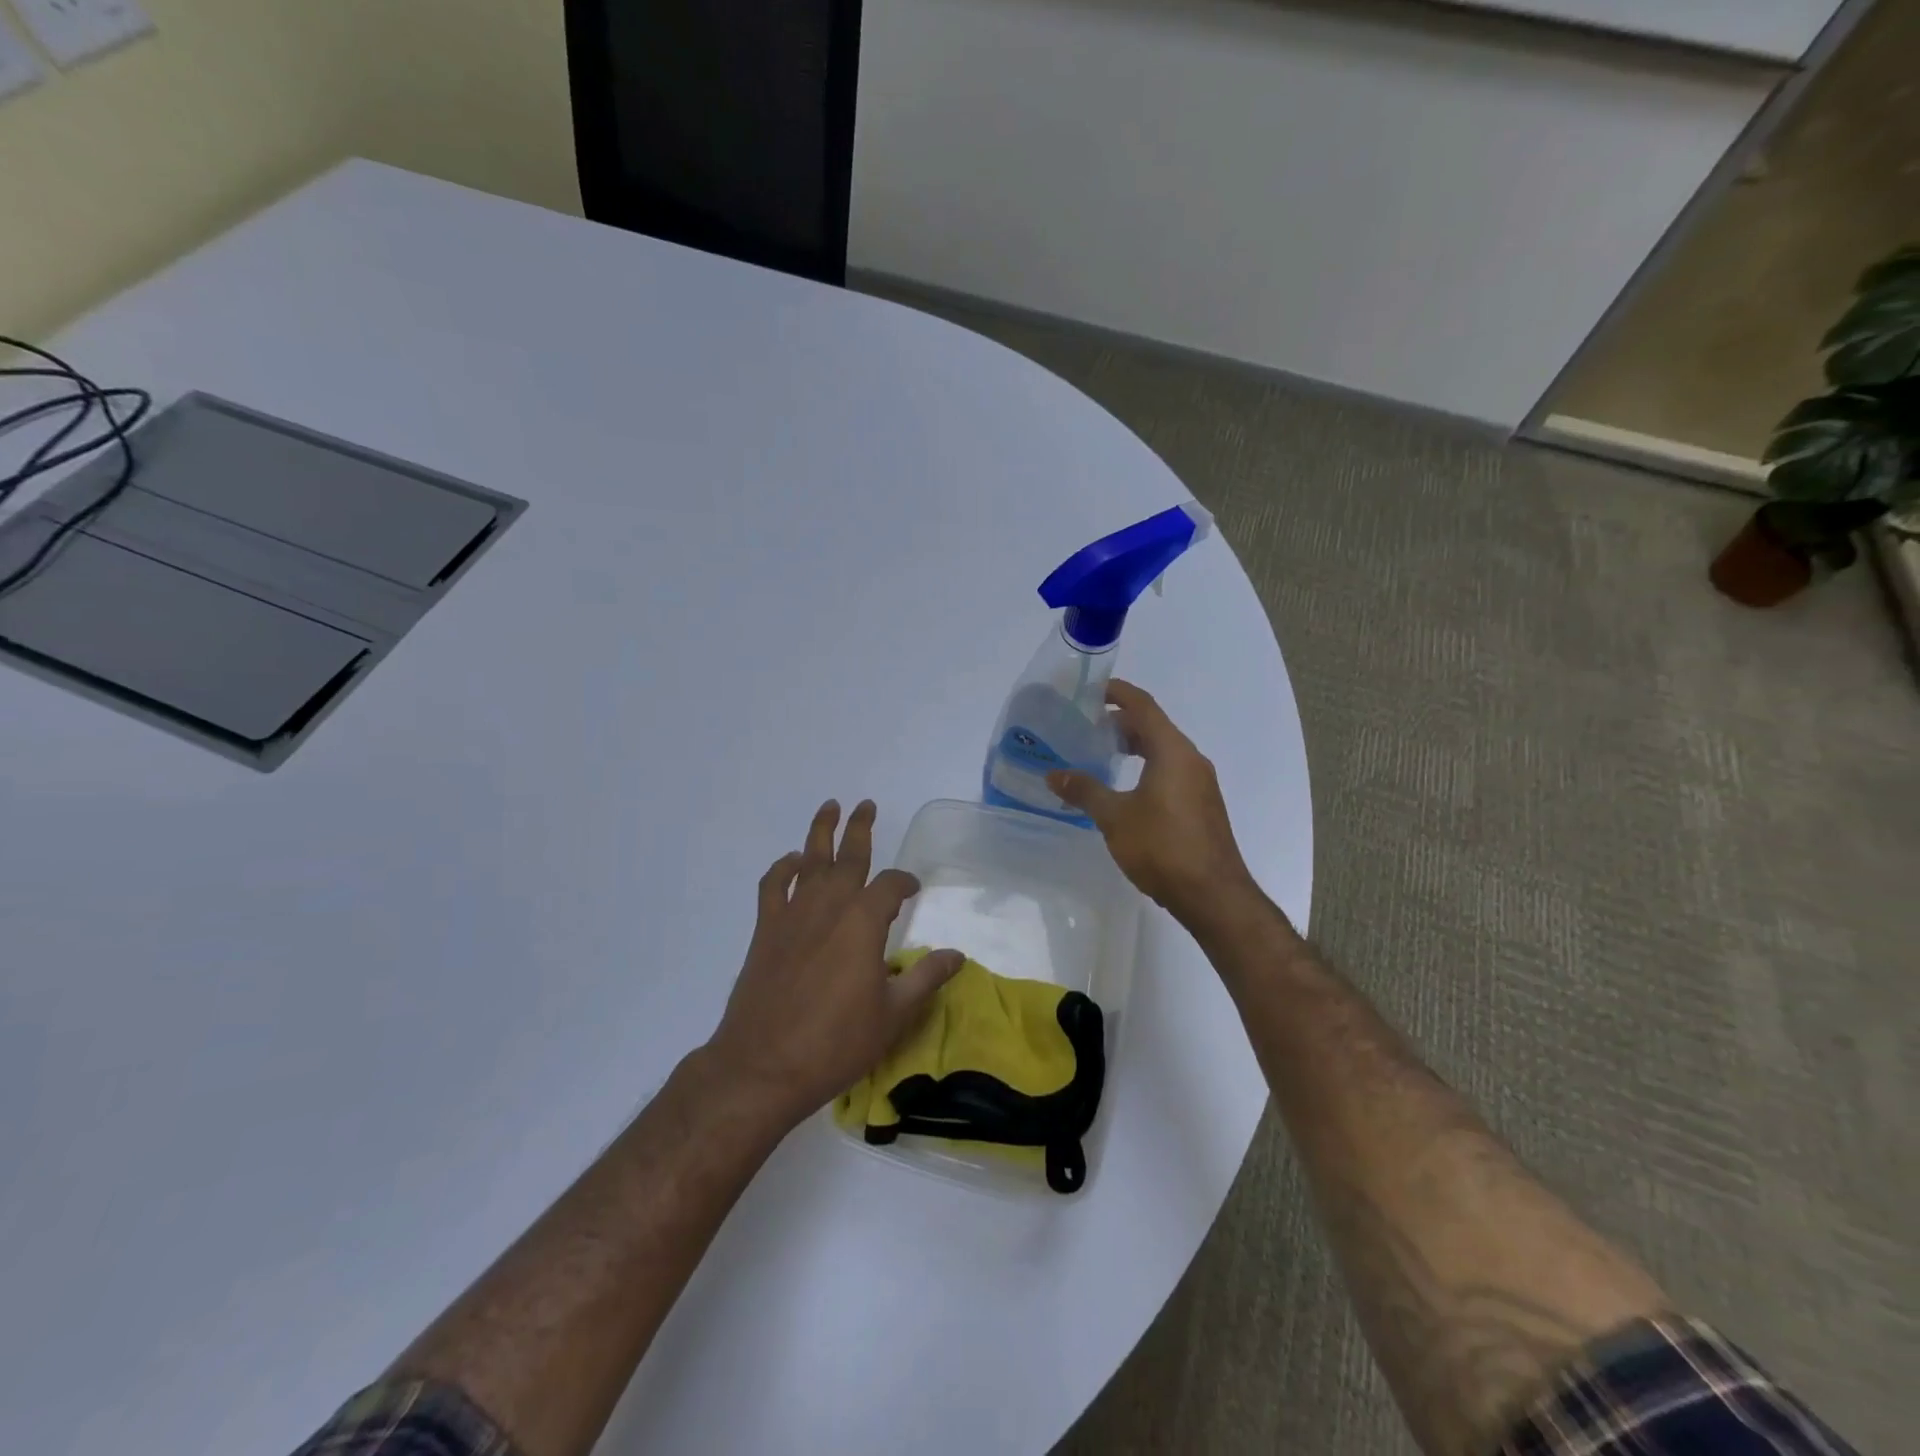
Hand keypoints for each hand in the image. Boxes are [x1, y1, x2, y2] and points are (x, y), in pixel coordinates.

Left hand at [704, 799, 963, 1130]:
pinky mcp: (765, 930)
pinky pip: (773, 886)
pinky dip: (782, 868)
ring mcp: (793, 915)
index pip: (891, 886)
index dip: (905, 883)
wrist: (764, 1065)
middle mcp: (829, 906)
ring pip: (809, 860)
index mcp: (864, 922)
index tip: (913, 889)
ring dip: (820, 832)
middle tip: (866, 805)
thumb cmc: (836, 1042)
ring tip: (830, 807)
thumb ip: (926, 978)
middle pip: (848, 855)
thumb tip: (958, 955)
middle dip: (860, 828)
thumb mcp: (894, 1014)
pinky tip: (792, 862)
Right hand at [1048, 680, 1257, 927]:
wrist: (1213, 895)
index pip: (1143, 706)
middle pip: (1154, 727)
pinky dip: (1146, 767)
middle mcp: (1191, 760)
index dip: (1117, 693)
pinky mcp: (1201, 805)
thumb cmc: (1163, 847)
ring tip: (1100, 756)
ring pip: (1163, 751)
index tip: (1090, 690)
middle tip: (1086, 727)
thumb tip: (1054, 774)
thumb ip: (1085, 791)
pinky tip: (1124, 789)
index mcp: (1173, 751)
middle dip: (1120, 723)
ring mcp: (1200, 783)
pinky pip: (1170, 771)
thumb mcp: (1115, 817)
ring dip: (1134, 747)